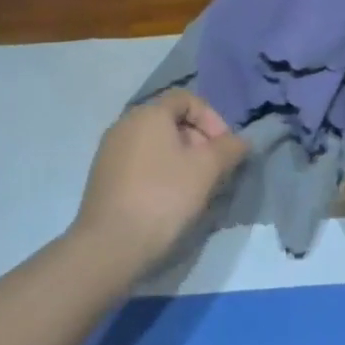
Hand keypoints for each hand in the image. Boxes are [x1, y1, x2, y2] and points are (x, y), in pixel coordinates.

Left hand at [72, 89, 248, 272]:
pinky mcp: (103, 176)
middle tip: (214, 170)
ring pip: (155, 143)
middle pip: (170, 120)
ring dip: (181, 158)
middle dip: (198, 140)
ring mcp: (110, 151)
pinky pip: (140, 162)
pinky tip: (169, 200)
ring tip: (195, 188)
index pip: (186, 99)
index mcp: (148, 114)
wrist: (110, 245)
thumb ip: (229, 149)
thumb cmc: (163, 197)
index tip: (224, 148)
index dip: (212, 118)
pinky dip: (160, 171)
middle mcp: (125, 124)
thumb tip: (240, 141)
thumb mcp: (206, 170)